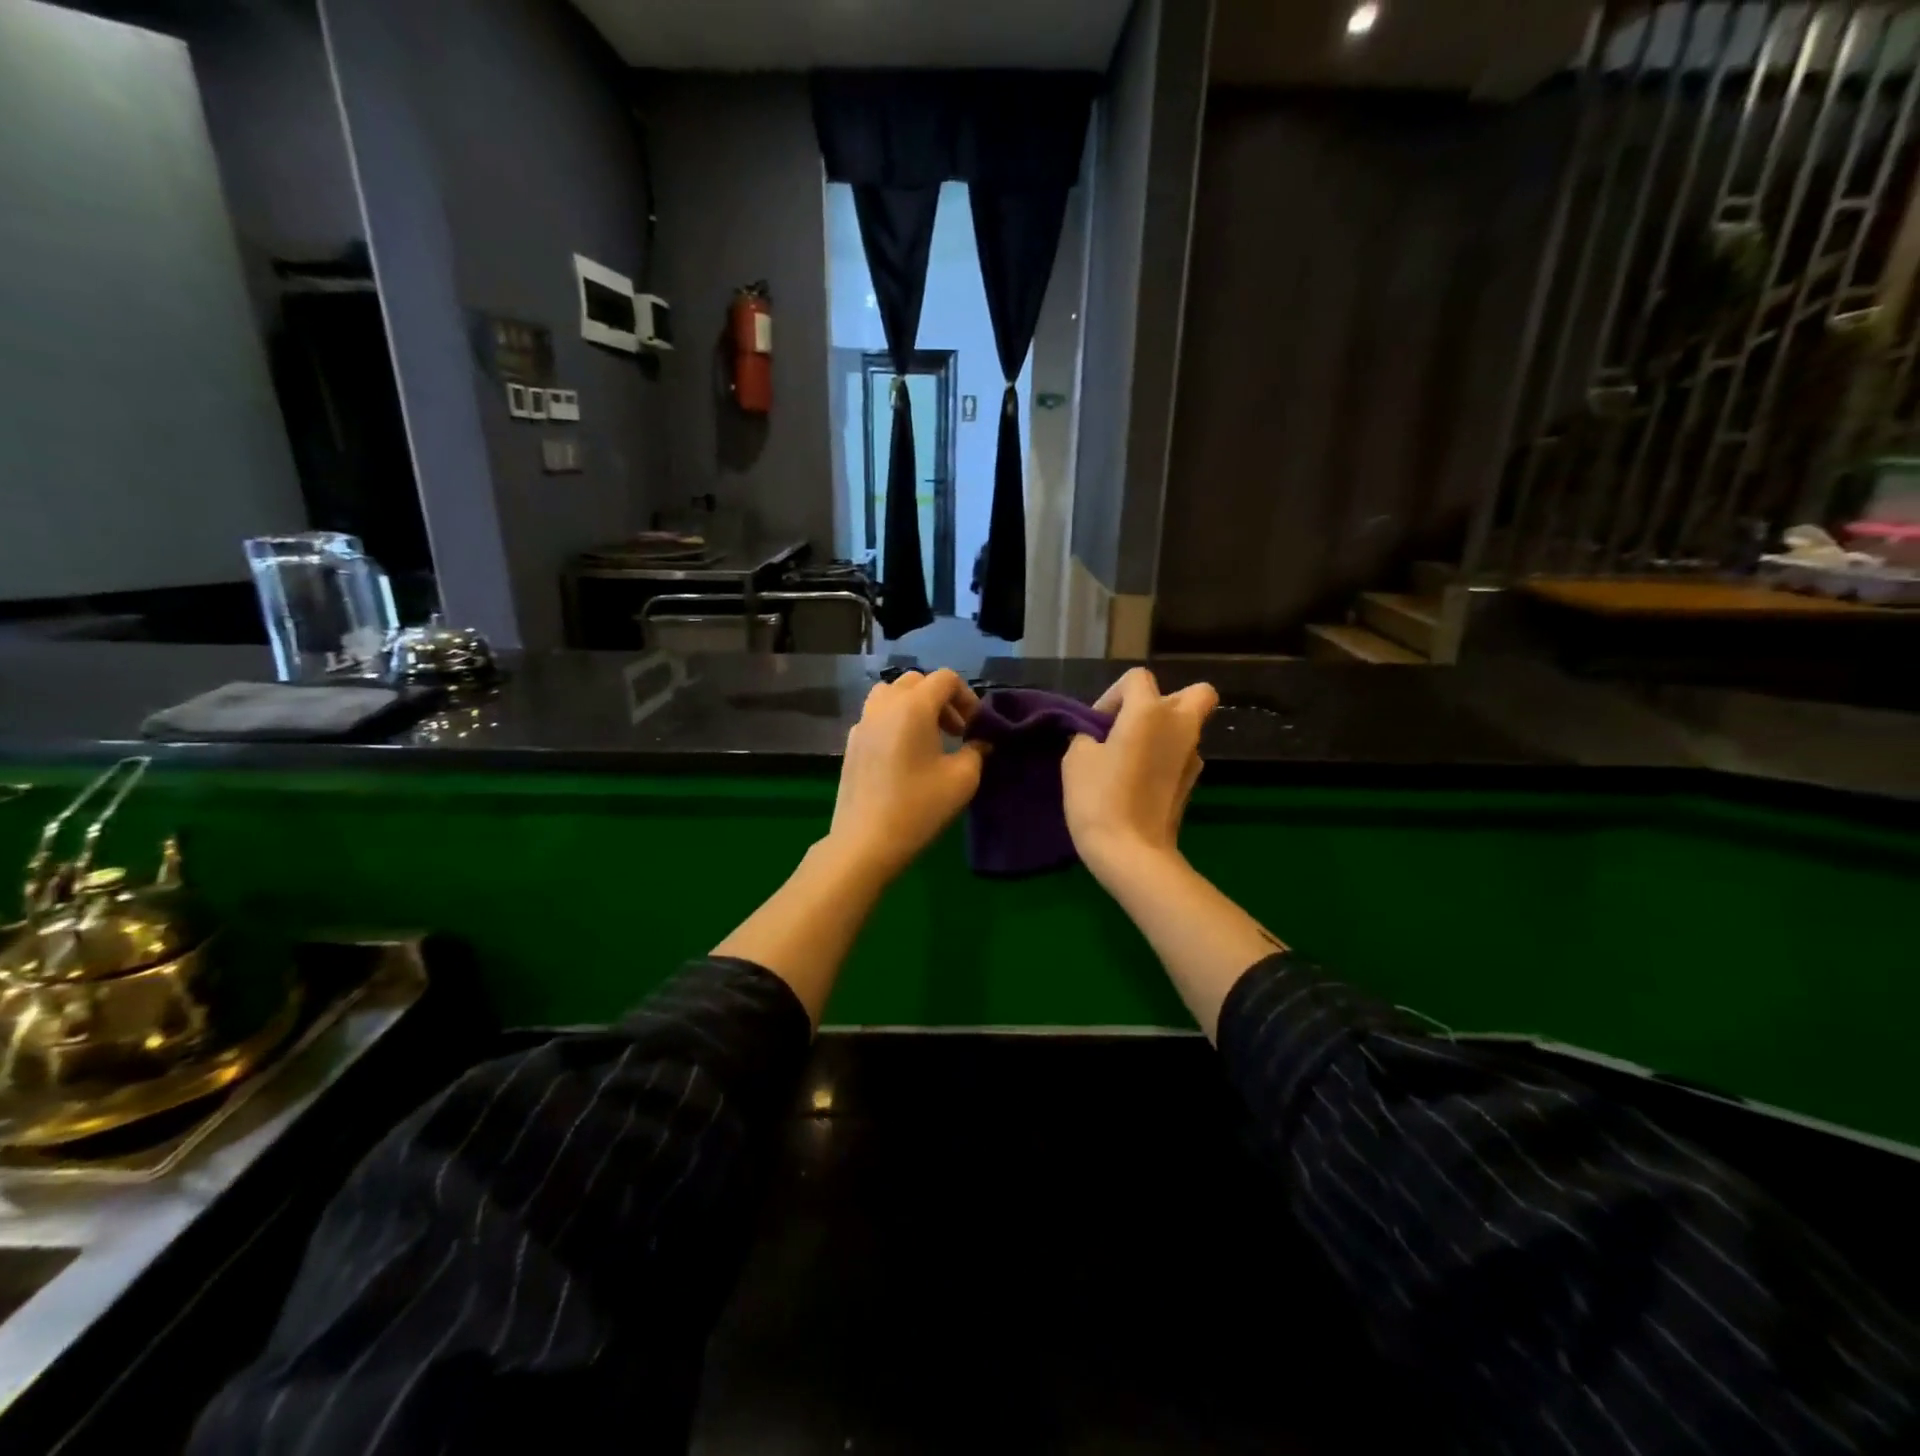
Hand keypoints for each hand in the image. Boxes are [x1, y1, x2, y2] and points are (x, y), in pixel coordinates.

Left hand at [825, 669, 985, 881]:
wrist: (865, 841)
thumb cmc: (919, 807)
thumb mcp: (962, 779)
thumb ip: (976, 751)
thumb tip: (980, 741)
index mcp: (913, 706)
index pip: (945, 678)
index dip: (966, 697)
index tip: (974, 726)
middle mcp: (884, 705)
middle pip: (916, 682)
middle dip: (940, 699)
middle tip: (955, 731)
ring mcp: (862, 723)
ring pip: (890, 695)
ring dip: (914, 706)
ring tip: (927, 738)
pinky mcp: (851, 744)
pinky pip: (876, 717)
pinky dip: (894, 722)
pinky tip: (903, 756)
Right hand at [1063, 668, 1217, 882]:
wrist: (1131, 852)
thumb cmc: (1099, 797)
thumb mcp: (1076, 757)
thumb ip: (1089, 734)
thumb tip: (1099, 737)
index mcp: (1150, 711)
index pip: (1137, 678)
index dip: (1113, 695)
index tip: (1097, 726)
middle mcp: (1181, 726)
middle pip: (1194, 693)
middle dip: (1165, 701)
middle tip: (1134, 725)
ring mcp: (1193, 757)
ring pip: (1187, 727)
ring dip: (1163, 733)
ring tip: (1131, 759)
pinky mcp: (1192, 783)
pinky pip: (1181, 756)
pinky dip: (1164, 760)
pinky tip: (1140, 782)